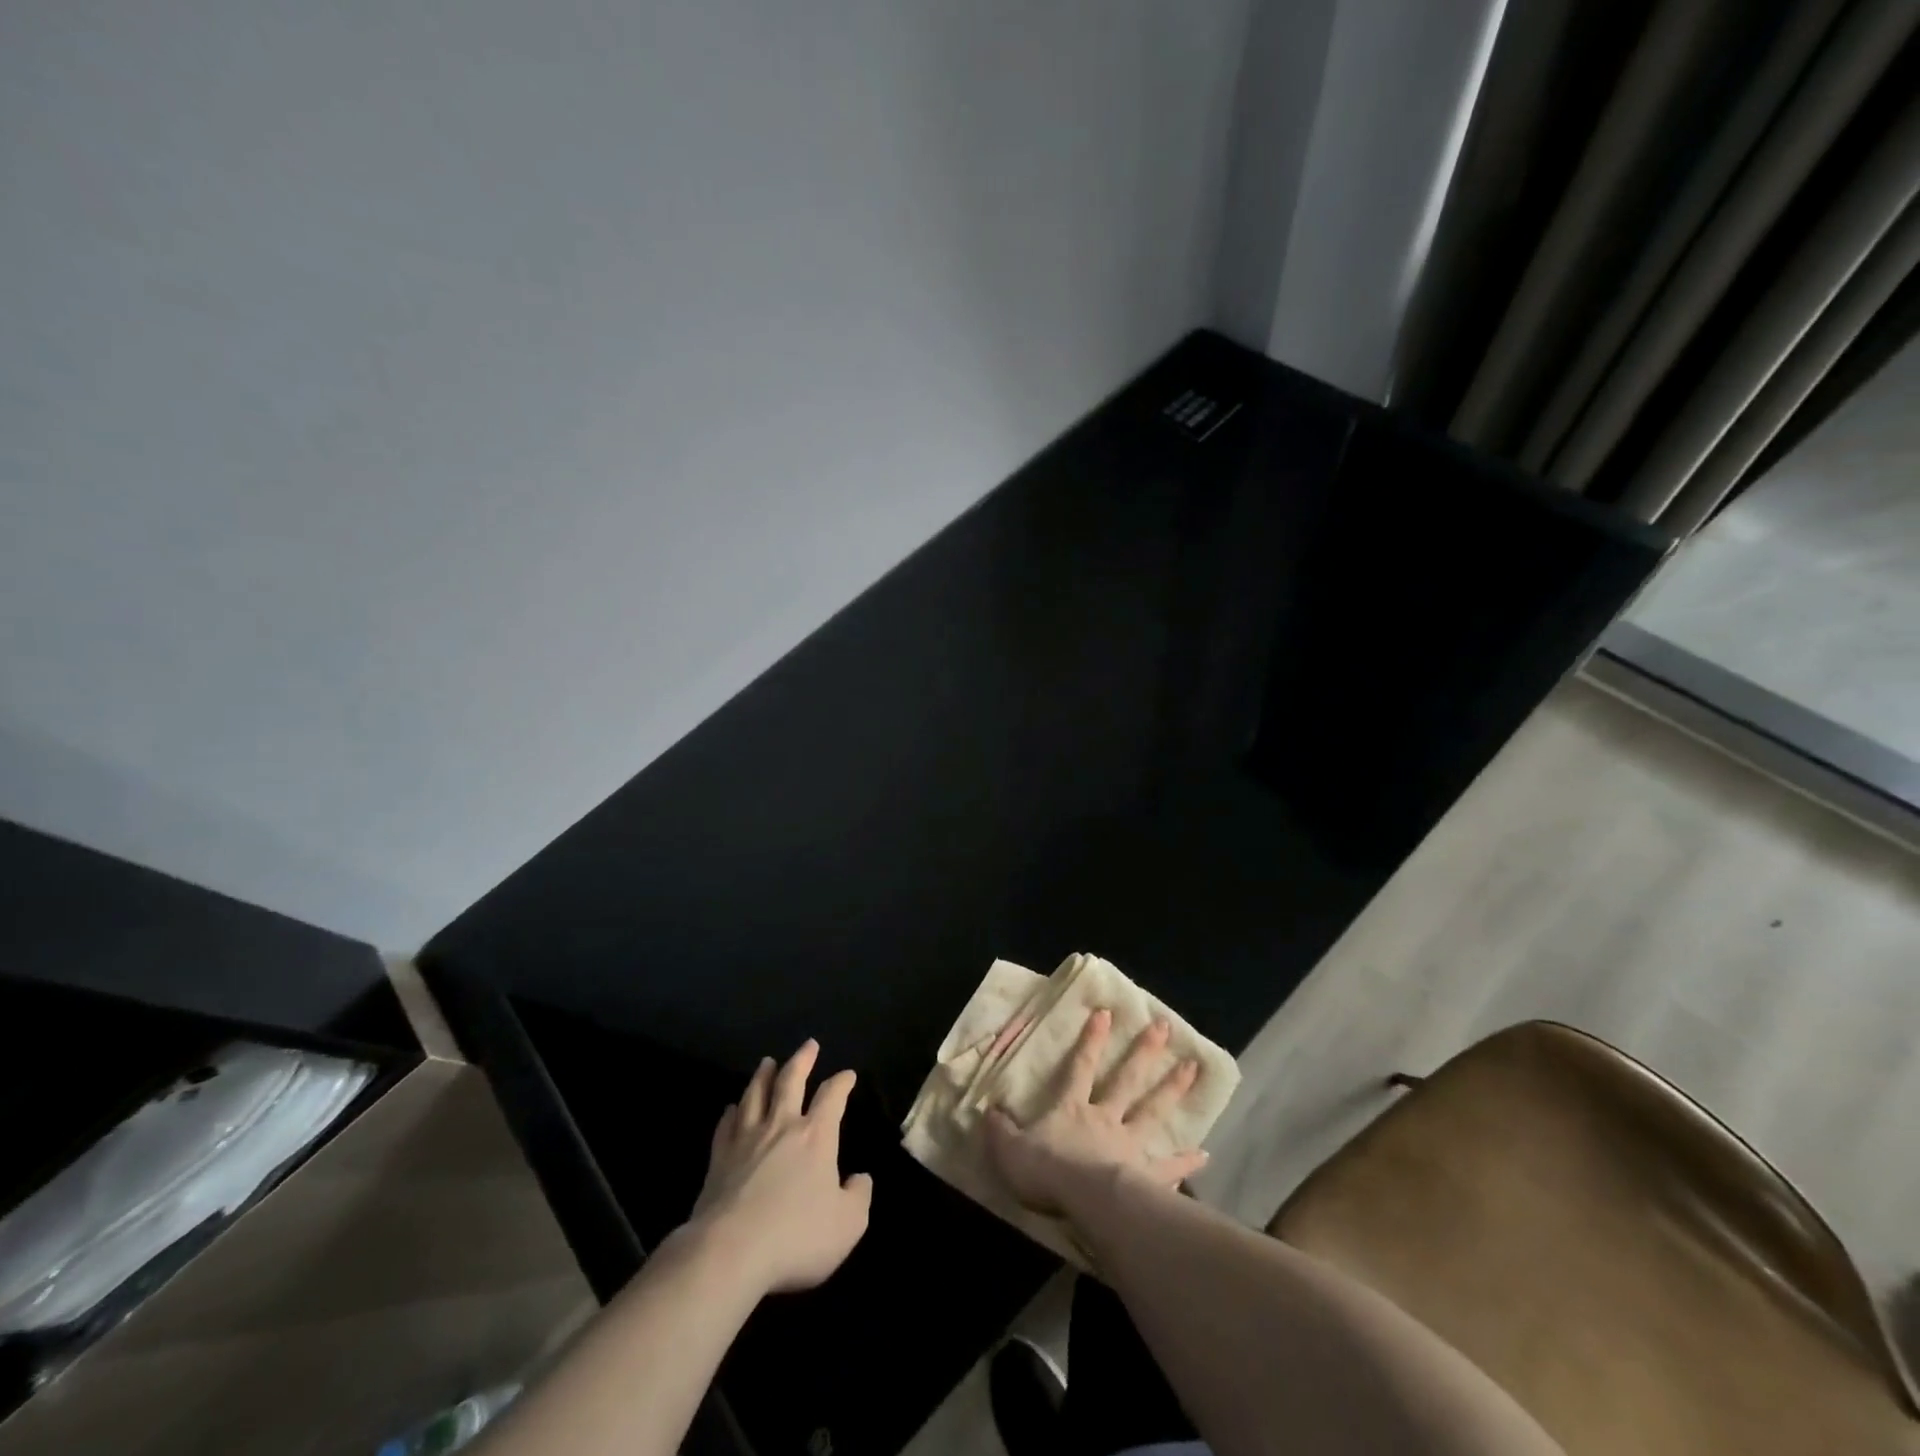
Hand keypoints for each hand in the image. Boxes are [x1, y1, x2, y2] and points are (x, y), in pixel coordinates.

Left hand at [688, 1040, 872, 1294]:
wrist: (730, 1252)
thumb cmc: (796, 1236)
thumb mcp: (847, 1224)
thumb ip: (859, 1197)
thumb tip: (859, 1179)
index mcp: (815, 1136)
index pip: (832, 1097)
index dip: (842, 1083)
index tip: (848, 1074)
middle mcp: (781, 1127)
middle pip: (790, 1082)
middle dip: (802, 1060)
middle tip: (808, 1044)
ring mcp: (746, 1140)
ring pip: (755, 1095)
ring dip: (763, 1076)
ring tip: (767, 1062)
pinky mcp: (719, 1159)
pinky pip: (726, 1126)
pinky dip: (731, 1113)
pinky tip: (731, 1109)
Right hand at [986, 1009, 1207, 1214]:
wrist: (1082, 1201)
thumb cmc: (1045, 1170)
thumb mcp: (1009, 1148)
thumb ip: (1000, 1129)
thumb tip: (987, 1110)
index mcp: (1072, 1108)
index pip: (1080, 1066)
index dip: (1092, 1040)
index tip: (1107, 1013)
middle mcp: (1104, 1118)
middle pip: (1127, 1079)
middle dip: (1145, 1052)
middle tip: (1165, 1027)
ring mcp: (1129, 1144)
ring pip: (1153, 1110)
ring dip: (1173, 1089)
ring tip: (1193, 1069)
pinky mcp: (1147, 1175)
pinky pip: (1169, 1167)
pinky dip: (1187, 1162)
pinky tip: (1205, 1156)